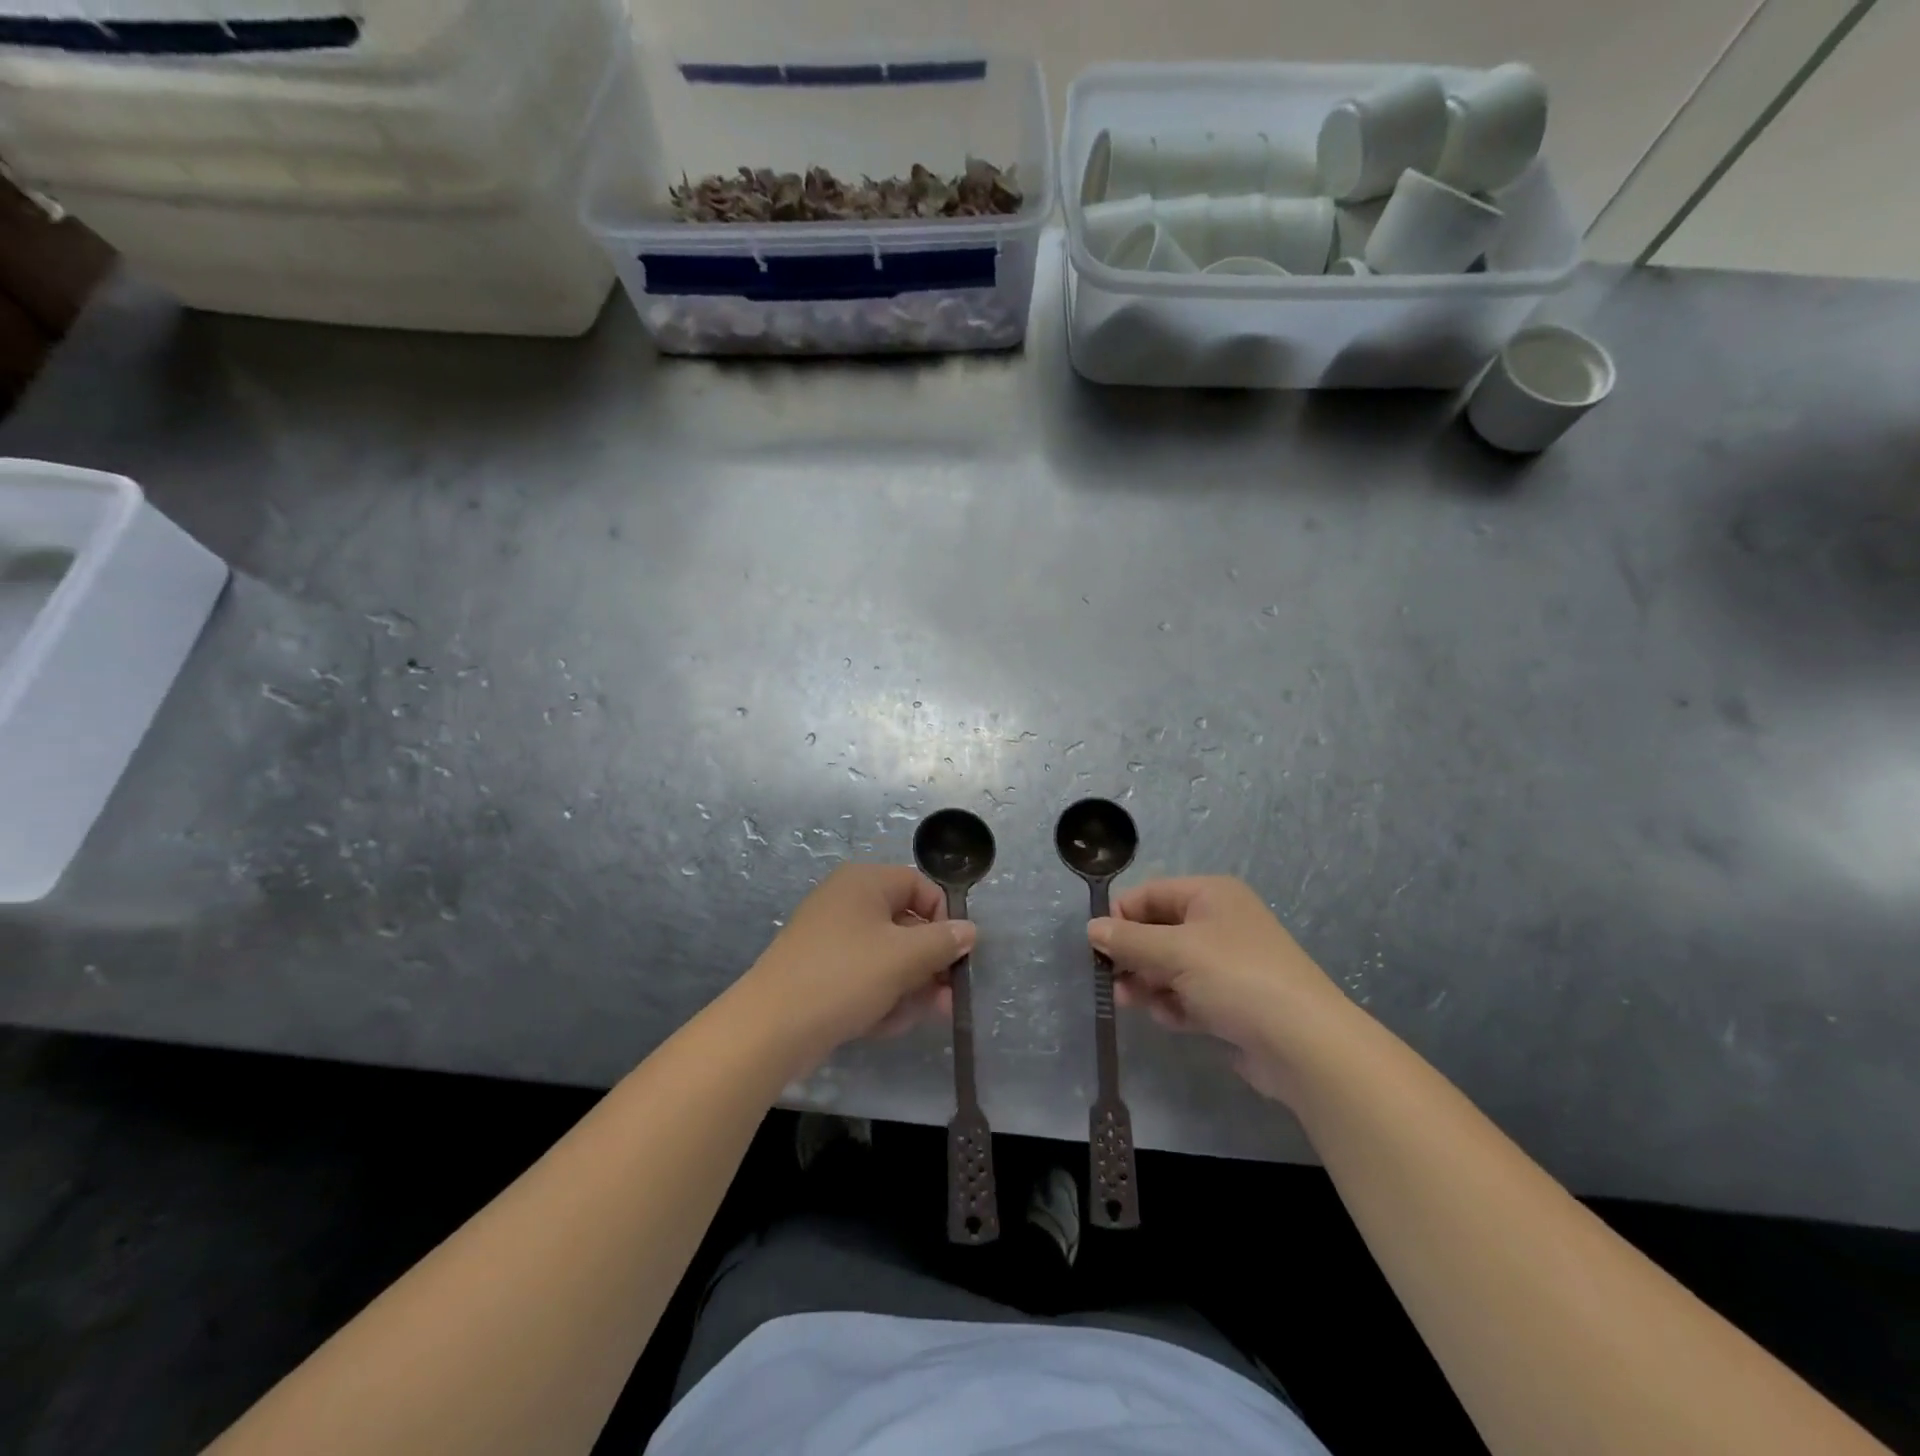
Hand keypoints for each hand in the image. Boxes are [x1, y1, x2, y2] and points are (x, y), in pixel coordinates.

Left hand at [746, 864, 974, 1072]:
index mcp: (864, 882)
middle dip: (929, 963)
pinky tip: (885, 1025)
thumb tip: (969, 931)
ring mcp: (830, 938)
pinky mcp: (820, 972)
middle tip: (948, 998)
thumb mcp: (904, 957)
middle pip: (905, 924)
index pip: (920, 886)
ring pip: (886, 956)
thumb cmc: (844, 977)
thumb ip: (943, 942)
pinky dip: (879, 996)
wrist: (770, 1029)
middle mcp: (846, 901)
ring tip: (917, 1016)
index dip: (944, 918)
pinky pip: (863, 977)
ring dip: (908, 986)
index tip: (956, 954)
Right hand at [1092, 876, 1354, 1103]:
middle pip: (1157, 931)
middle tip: (1111, 981)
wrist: (1303, 1045)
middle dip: (1133, 956)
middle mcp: (1218, 923)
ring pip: (1169, 966)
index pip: (1150, 894)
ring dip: (1149, 983)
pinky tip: (1172, 1019)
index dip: (1121, 916)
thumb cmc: (1236, 979)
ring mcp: (1227, 964)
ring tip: (1134, 1003)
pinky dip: (1174, 1005)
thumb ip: (1129, 941)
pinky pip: (1188, 994)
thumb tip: (1091, 929)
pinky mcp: (1231, 1001)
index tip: (1097, 946)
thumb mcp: (1175, 952)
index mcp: (1210, 895)